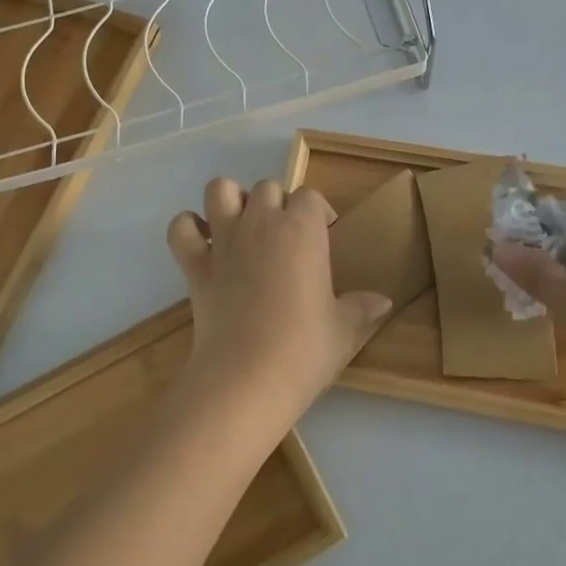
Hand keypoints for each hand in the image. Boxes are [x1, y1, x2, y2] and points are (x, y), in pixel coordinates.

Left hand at [167, 178, 391, 427]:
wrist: (247, 378)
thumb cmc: (304, 348)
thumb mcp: (344, 329)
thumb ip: (363, 308)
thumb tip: (384, 302)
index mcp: (302, 229)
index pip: (310, 197)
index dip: (318, 212)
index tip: (324, 236)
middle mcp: (261, 222)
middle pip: (268, 188)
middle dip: (277, 205)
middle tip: (286, 238)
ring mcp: (224, 240)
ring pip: (221, 189)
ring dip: (231, 200)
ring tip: (243, 227)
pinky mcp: (194, 265)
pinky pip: (181, 228)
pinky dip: (188, 228)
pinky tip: (203, 244)